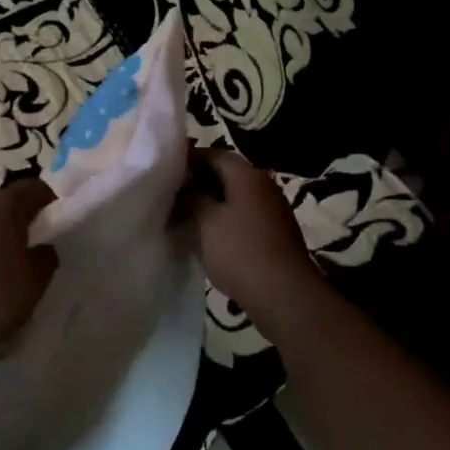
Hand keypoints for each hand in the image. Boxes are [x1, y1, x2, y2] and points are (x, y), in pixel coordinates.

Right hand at [183, 151, 325, 338]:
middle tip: (170, 194)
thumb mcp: (207, 221)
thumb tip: (185, 184)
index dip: (189, 159)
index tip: (165, 170)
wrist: (284, 295)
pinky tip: (203, 237)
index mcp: (247, 176)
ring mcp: (270, 211)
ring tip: (181, 216)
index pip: (215, 154)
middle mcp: (263, 186)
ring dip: (208, 204)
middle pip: (225, 175)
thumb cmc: (240, 251)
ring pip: (232, 198)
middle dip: (197, 182)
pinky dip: (221, 221)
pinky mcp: (272, 235)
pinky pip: (241, 218)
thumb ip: (193, 196)